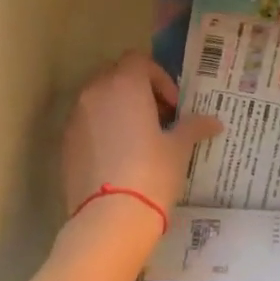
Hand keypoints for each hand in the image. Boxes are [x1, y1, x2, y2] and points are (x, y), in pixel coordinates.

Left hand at [62, 52, 223, 226]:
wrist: (110, 219)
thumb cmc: (152, 173)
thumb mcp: (179, 149)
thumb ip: (194, 127)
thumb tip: (214, 122)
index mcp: (124, 85)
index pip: (139, 61)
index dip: (159, 78)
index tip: (173, 106)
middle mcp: (95, 93)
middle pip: (116, 76)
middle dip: (138, 91)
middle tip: (159, 118)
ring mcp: (75, 118)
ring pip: (99, 100)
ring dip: (119, 110)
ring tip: (139, 139)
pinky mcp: (65, 144)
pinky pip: (87, 124)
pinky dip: (103, 130)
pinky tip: (120, 158)